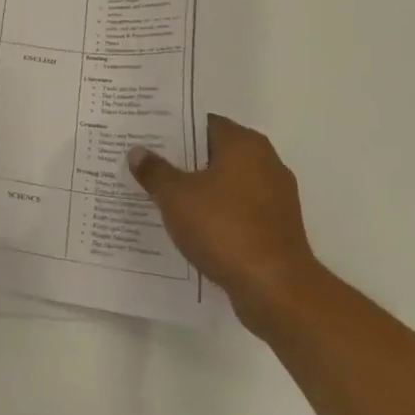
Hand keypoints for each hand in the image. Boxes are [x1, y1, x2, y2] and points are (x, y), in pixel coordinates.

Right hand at [129, 116, 321, 336]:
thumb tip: (137, 152)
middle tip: (147, 163)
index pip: (202, 123)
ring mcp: (275, 198)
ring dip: (198, 188)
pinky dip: (215, 213)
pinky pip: (237, 210)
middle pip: (214, 152)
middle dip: (182, 159)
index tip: (146, 135)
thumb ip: (154, 171)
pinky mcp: (276, 229)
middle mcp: (265, 163)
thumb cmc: (224, 229)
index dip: (172, 128)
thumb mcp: (175, 196)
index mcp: (244, 144)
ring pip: (225, 183)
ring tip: (161, 194)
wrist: (276, 291)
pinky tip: (188, 224)